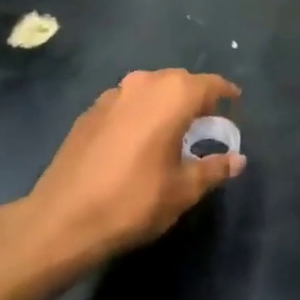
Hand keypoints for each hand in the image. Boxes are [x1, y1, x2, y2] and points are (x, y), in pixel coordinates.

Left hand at [23, 69, 244, 267]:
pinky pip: (127, 102)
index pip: (210, 84)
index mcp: (173, 95)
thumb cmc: (133, 201)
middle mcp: (144, 83)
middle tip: (206, 123)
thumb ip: (214, 169)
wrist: (62, 218)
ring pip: (151, 89)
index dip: (226, 94)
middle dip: (195, 98)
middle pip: (180, 81)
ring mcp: (113, 94)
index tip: (235, 105)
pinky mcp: (90, 110)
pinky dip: (140, 113)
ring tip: (172, 131)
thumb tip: (238, 159)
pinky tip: (137, 140)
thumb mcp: (183, 190)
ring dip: (165, 103)